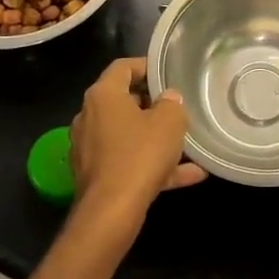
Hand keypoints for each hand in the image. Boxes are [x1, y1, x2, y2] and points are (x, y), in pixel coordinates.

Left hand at [68, 58, 204, 227]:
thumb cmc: (140, 155)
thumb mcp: (169, 122)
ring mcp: (89, 148)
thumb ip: (172, 104)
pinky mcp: (94, 175)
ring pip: (128, 135)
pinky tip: (189, 175)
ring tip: (186, 144)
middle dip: (152, 105)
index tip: (167, 74)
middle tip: (177, 109)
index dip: (146, 66)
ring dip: (155, 138)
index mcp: (103, 96)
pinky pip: (128, 162)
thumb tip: (168, 99)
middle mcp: (89, 117)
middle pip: (123, 101)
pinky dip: (153, 165)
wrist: (111, 212)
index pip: (123, 67)